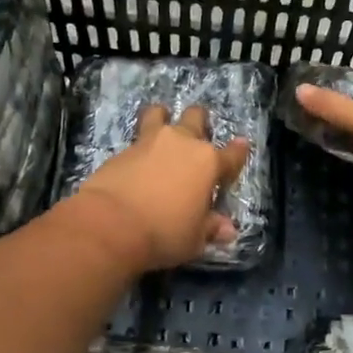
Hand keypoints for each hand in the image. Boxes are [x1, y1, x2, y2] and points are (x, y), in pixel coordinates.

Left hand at [70, 104, 250, 272]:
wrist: (110, 224)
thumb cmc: (164, 232)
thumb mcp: (194, 239)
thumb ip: (211, 228)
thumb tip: (227, 230)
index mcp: (208, 162)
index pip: (232, 154)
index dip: (238, 151)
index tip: (241, 146)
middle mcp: (182, 143)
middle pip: (196, 118)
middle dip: (200, 122)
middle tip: (197, 134)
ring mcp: (150, 141)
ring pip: (159, 114)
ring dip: (163, 117)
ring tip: (161, 125)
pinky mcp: (123, 149)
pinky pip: (137, 138)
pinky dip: (140, 146)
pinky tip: (137, 160)